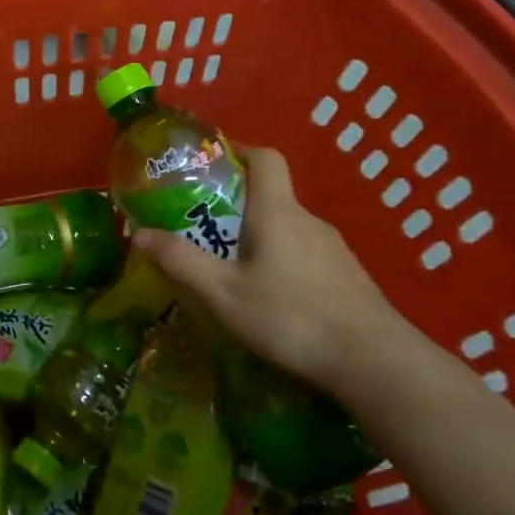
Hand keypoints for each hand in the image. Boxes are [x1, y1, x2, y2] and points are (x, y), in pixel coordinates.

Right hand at [131, 146, 411, 391]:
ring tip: (232, 268)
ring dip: (259, 237)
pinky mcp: (348, 278)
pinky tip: (272, 299)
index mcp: (277, 212)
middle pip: (271, 195)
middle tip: (204, 228)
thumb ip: (180, 262)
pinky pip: (306, 255)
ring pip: (288, 229)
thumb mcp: (223, 294)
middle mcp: (308, 220)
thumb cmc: (291, 318)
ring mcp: (334, 250)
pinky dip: (282, 262)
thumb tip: (139, 233)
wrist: (375, 363)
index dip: (239, 150)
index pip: (265, 158)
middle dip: (236, 204)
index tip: (210, 164)